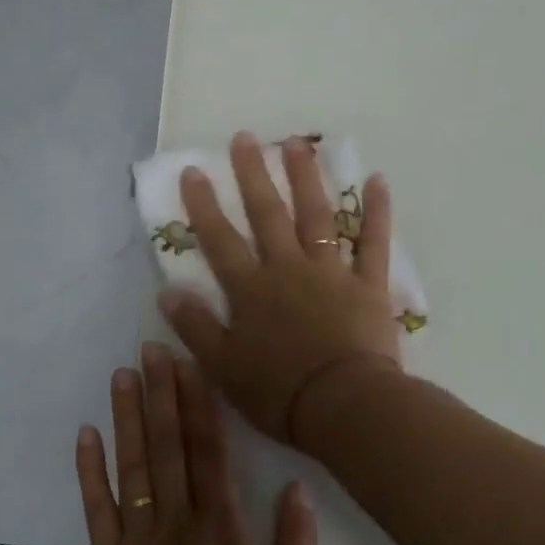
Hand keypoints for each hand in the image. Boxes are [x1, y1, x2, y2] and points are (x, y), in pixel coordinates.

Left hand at [77, 343, 316, 544]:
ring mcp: (138, 543)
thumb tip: (296, 486)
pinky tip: (86, 436)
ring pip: (132, 468)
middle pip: (168, 447)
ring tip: (121, 375)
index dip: (199, 404)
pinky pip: (97, 510)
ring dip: (127, 418)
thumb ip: (296, 544)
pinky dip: (89, 471)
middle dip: (160, 394)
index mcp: (224, 531)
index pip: (210, 452)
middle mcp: (178, 525)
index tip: (190, 363)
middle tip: (150, 348)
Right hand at [159, 131, 401, 446]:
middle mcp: (289, 270)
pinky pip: (374, 242)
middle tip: (244, 139)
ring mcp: (331, 273)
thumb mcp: (223, 367)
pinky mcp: (368, 284)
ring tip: (296, 144)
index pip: (221, 241)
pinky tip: (376, 180)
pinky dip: (377, 211)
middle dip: (253, 175)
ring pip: (317, 216)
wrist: (343, 406)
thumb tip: (167, 292)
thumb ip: (196, 327)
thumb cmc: (279, 393)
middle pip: (268, 215)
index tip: (193, 170)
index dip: (204, 205)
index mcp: (251, 291)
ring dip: (306, 178)